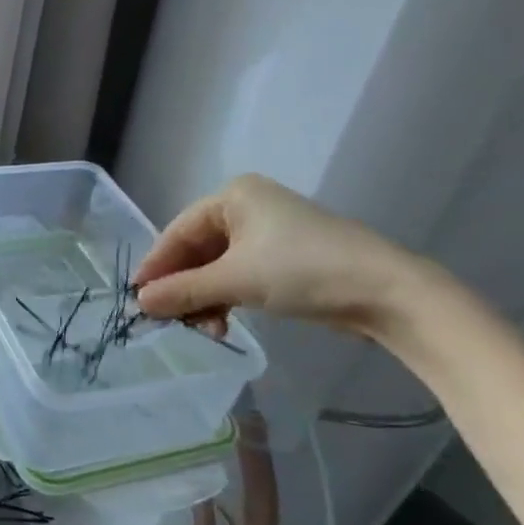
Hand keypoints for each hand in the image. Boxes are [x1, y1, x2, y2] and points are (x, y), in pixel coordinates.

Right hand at [132, 175, 420, 337]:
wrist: (387, 292)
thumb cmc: (303, 270)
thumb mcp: (235, 280)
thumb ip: (183, 290)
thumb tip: (139, 302)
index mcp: (233, 196)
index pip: (179, 231)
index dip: (157, 265)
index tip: (136, 297)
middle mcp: (247, 208)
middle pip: (197, 250)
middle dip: (182, 286)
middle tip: (167, 319)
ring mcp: (267, 234)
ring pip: (217, 267)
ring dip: (204, 299)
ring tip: (200, 329)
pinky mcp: (283, 260)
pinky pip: (238, 277)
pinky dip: (226, 299)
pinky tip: (221, 325)